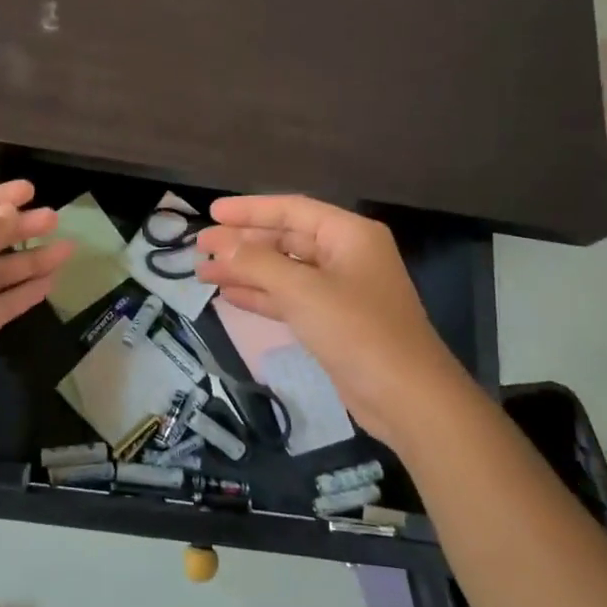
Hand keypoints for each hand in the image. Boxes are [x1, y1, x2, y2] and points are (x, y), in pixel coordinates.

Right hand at [195, 195, 463, 449]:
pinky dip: (261, 296)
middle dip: (242, 243)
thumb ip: (256, 263)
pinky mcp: (333, 321)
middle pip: (286, 238)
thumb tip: (219, 243)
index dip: (250, 209)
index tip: (212, 213)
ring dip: (245, 271)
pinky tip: (229, 296)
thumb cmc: (357, 331)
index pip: (292, 209)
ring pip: (283, 271)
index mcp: (349, 235)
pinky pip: (290, 298)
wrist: (406, 397)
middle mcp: (346, 255)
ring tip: (203, 273)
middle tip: (200, 246)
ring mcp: (340, 290)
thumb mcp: (302, 290)